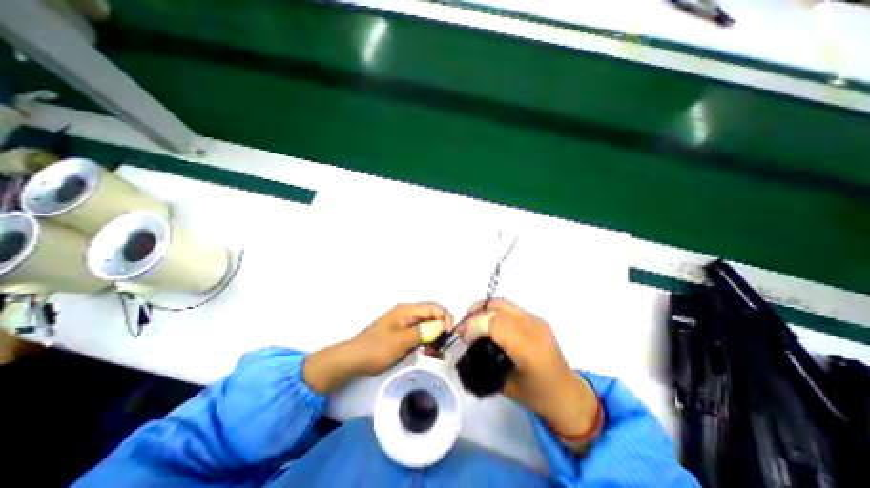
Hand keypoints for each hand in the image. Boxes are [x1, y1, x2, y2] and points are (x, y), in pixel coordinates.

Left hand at [304, 303, 452, 394]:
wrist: (353, 360)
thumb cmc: (376, 348)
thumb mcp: (401, 341)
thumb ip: (423, 332)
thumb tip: (441, 326)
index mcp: (407, 310)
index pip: (433, 307)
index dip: (445, 317)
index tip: (449, 334)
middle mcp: (407, 313)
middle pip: (431, 315)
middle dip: (441, 328)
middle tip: (444, 346)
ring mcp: (404, 324)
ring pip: (427, 326)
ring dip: (434, 337)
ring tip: (436, 352)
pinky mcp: (402, 334)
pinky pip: (419, 334)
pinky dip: (426, 341)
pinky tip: (427, 352)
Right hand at [456, 297, 607, 445]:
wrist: (568, 394)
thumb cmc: (538, 396)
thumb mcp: (505, 386)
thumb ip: (485, 362)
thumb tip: (466, 345)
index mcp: (530, 349)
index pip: (495, 323)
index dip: (475, 326)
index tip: (464, 340)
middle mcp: (534, 328)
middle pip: (496, 307)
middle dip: (475, 315)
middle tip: (464, 331)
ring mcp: (536, 320)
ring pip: (501, 303)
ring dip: (482, 311)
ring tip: (472, 326)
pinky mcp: (535, 318)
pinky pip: (507, 308)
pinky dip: (492, 313)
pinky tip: (487, 325)